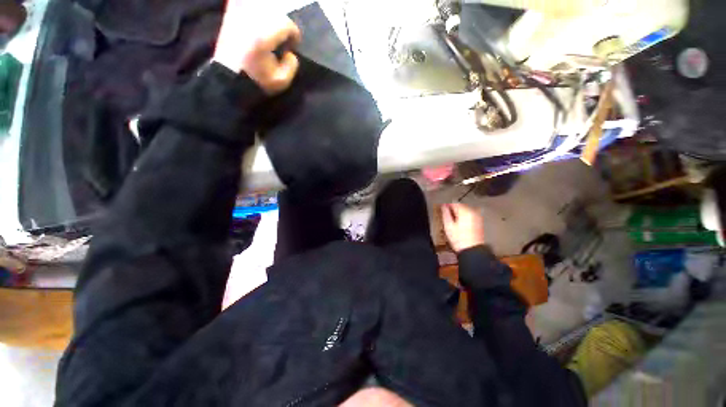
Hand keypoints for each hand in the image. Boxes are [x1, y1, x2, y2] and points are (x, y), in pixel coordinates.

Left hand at [213, 2, 301, 94]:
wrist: (228, 80)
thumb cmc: (256, 81)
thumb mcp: (281, 81)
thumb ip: (292, 65)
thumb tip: (290, 53)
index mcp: (265, 36)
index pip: (286, 24)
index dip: (294, 34)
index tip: (294, 45)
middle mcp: (251, 21)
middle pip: (274, 13)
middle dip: (282, 25)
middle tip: (283, 39)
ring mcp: (238, 17)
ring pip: (259, 7)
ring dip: (268, 16)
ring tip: (270, 30)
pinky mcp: (229, 18)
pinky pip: (238, 3)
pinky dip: (247, 6)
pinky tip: (253, 14)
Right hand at [441, 203, 484, 252]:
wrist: (471, 250)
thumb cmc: (460, 239)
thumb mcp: (448, 226)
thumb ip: (445, 213)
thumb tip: (443, 206)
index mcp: (465, 212)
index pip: (454, 203)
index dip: (447, 206)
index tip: (442, 208)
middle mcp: (473, 212)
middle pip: (460, 206)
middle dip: (453, 209)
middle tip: (447, 215)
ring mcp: (477, 217)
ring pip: (465, 210)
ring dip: (459, 213)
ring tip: (454, 221)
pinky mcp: (479, 222)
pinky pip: (470, 215)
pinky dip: (464, 217)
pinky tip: (460, 224)